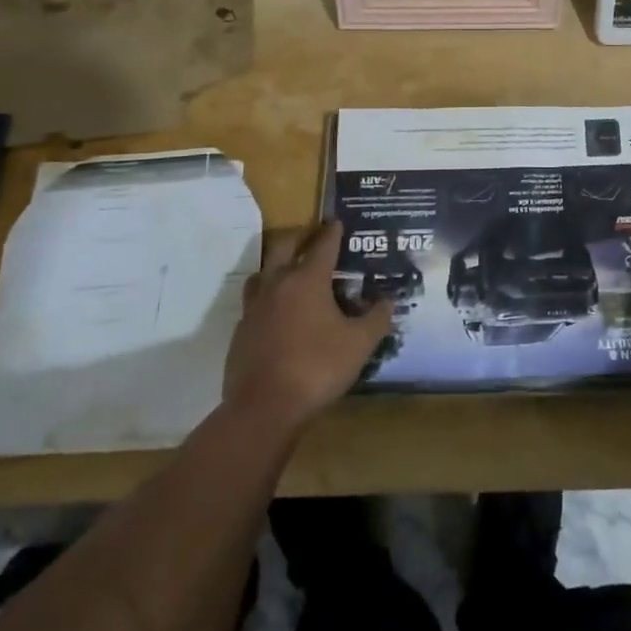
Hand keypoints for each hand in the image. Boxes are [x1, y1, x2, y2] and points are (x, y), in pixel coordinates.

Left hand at [222, 222, 394, 431]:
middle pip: (284, 247)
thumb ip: (377, 318)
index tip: (338, 222)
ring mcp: (254, 308)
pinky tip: (277, 312)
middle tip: (312, 234)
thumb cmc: (317, 367)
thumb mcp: (359, 344)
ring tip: (290, 270)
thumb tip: (390, 301)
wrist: (263, 408)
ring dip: (277, 265)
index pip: (322, 246)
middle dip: (300, 237)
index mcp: (307, 280)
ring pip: (263, 273)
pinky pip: (254, 303)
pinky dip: (267, 297)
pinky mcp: (241, 332)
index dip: (333, 232)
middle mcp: (277, 285)